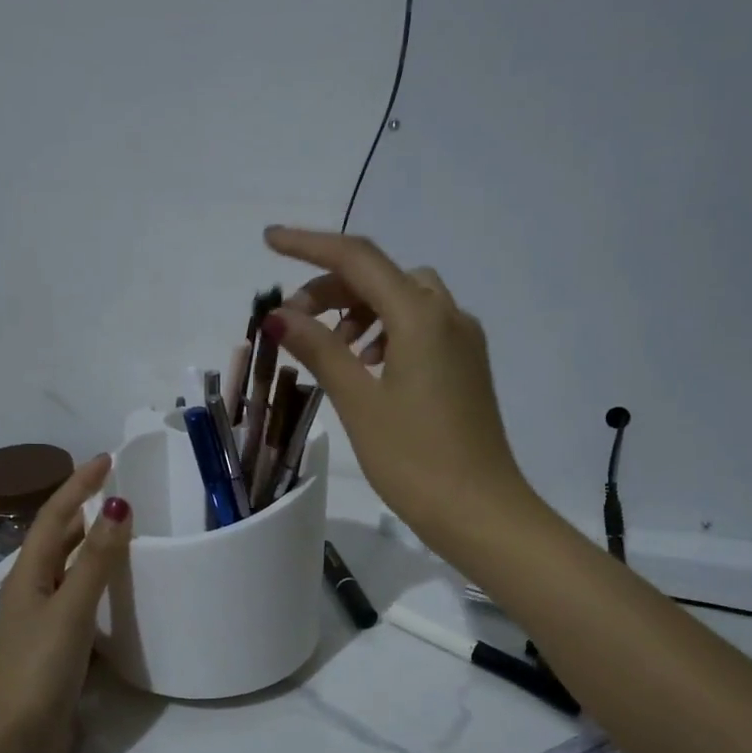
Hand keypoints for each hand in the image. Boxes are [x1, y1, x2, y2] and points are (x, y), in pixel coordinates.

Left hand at [0, 454, 130, 752]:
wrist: (16, 740)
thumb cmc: (39, 667)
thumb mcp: (70, 608)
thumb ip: (96, 559)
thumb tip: (117, 506)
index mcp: (28, 575)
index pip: (56, 516)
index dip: (78, 484)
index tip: (107, 459)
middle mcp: (31, 590)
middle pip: (59, 538)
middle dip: (85, 509)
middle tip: (121, 491)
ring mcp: (42, 619)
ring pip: (70, 568)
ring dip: (93, 544)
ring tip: (126, 531)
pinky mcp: (56, 644)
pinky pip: (80, 596)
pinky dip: (99, 581)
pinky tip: (120, 589)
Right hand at [263, 226, 533, 556]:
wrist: (481, 511)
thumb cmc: (414, 460)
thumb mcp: (359, 402)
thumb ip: (320, 350)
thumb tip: (279, 314)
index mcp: (421, 316)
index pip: (358, 259)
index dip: (310, 245)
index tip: (270, 241)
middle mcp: (449, 316)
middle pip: (383, 276)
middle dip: (334, 287)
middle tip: (295, 321)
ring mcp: (464, 341)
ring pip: (406, 300)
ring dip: (362, 310)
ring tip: (332, 347)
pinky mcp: (467, 367)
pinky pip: (423, 328)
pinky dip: (388, 331)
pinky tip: (368, 366)